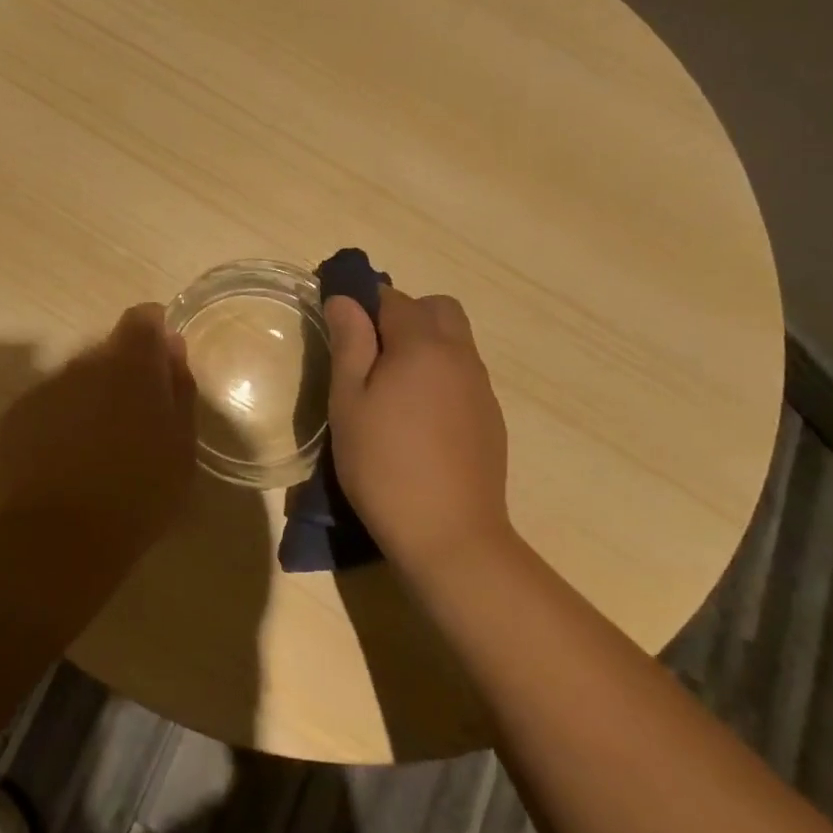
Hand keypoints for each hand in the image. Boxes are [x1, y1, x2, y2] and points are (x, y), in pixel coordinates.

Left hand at [0, 303, 198, 540]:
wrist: (62, 538)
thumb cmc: (139, 494)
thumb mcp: (181, 445)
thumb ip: (179, 387)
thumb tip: (171, 347)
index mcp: (132, 366)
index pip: (143, 320)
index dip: (154, 333)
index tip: (161, 363)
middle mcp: (86, 364)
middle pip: (109, 352)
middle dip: (124, 375)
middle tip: (135, 422)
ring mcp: (47, 387)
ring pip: (78, 379)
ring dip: (92, 398)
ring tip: (99, 447)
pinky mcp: (18, 414)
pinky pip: (50, 404)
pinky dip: (62, 420)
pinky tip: (67, 459)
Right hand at [325, 288, 513, 578]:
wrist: (449, 535)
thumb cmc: (383, 464)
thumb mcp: (349, 402)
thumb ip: (349, 343)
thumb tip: (344, 299)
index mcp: (422, 345)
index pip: (392, 298)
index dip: (364, 303)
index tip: (341, 328)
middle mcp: (460, 355)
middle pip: (436, 308)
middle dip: (403, 315)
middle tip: (370, 353)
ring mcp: (481, 387)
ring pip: (454, 341)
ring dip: (424, 344)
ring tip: (392, 388)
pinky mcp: (491, 417)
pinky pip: (464, 374)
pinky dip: (440, 375)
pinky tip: (420, 418)